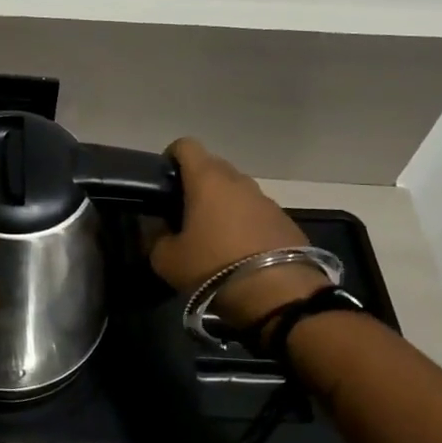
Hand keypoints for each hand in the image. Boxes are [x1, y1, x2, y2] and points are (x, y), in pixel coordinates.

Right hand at [149, 138, 327, 326]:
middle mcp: (239, 180)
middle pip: (212, 167)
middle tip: (183, 213)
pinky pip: (256, 212)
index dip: (170, 158)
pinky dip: (244, 223)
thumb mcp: (167, 260)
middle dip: (196, 184)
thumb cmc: (213, 268)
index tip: (163, 183)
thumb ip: (155, 238)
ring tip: (212, 236)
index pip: (185, 146)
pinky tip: (239, 251)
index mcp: (207, 179)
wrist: (280, 296)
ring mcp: (266, 199)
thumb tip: (158, 229)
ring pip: (236, 191)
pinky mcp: (286, 221)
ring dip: (222, 205)